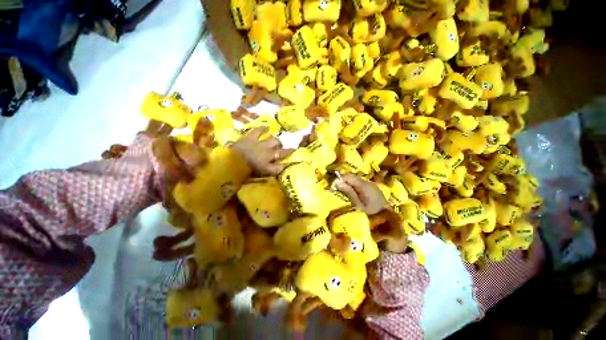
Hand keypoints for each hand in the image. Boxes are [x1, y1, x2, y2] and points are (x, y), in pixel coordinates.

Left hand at [231, 127, 293, 175]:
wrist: (233, 161)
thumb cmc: (249, 170)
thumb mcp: (265, 172)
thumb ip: (276, 169)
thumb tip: (285, 166)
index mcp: (270, 157)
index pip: (283, 154)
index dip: (289, 152)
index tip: (295, 149)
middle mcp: (267, 148)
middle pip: (278, 144)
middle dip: (280, 145)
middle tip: (279, 148)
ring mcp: (259, 142)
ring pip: (271, 138)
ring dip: (273, 139)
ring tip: (274, 139)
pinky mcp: (250, 137)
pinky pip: (258, 130)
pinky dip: (262, 129)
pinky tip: (266, 128)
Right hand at [336, 174, 388, 214]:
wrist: (388, 218)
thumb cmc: (372, 214)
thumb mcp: (358, 205)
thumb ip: (348, 192)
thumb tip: (337, 182)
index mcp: (363, 185)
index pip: (349, 176)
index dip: (340, 178)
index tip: (332, 185)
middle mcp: (367, 182)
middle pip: (353, 177)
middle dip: (343, 180)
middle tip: (335, 187)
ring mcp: (371, 185)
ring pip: (356, 180)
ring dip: (348, 183)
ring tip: (342, 189)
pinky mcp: (373, 189)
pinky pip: (360, 184)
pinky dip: (354, 185)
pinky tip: (351, 192)